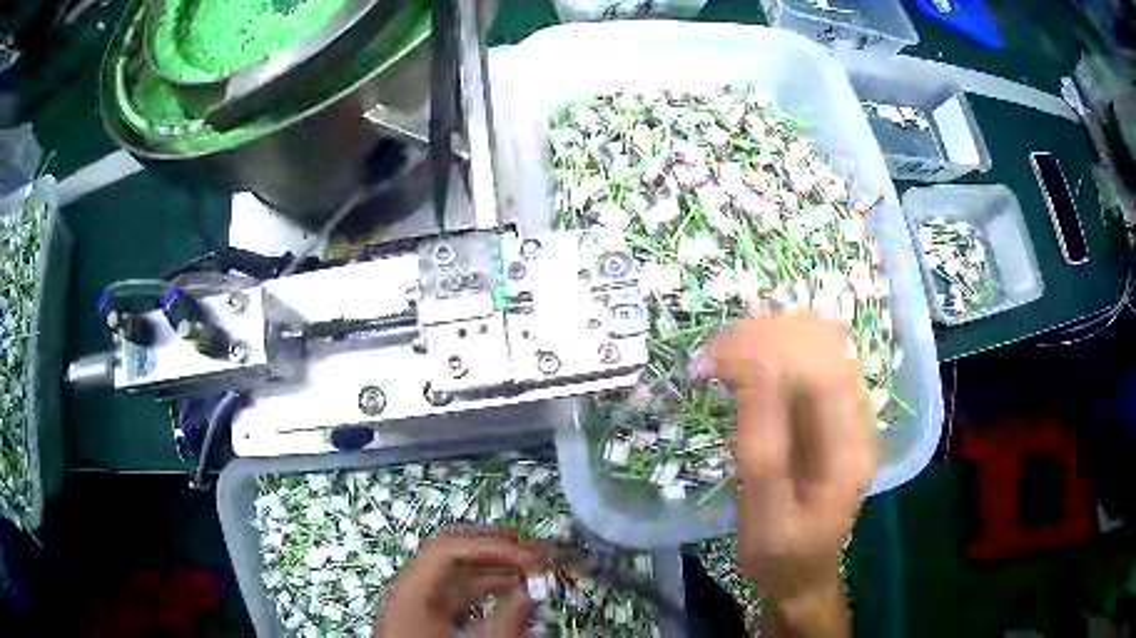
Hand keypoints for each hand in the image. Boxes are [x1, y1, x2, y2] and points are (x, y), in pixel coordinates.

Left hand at [374, 527, 546, 637]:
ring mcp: (418, 604)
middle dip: (494, 548)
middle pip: (451, 554)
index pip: (447, 551)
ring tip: (531, 568)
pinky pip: (458, 593)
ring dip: (495, 567)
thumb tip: (527, 595)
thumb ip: (502, 624)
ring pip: (457, 574)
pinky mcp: (427, 617)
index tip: (527, 557)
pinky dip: (486, 587)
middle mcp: (411, 592)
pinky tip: (512, 590)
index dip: (490, 547)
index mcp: (411, 594)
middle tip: (533, 551)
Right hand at [702, 312, 874, 636]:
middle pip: (826, 347)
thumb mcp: (763, 518)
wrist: (804, 570)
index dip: (770, 349)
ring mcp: (853, 412)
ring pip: (822, 344)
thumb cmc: (779, 554)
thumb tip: (753, 371)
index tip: (715, 356)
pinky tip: (748, 357)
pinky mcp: (837, 412)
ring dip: (772, 335)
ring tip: (725, 350)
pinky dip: (778, 346)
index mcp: (850, 453)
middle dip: (766, 336)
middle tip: (712, 352)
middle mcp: (861, 422)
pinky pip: (814, 358)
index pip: (823, 372)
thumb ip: (762, 451)